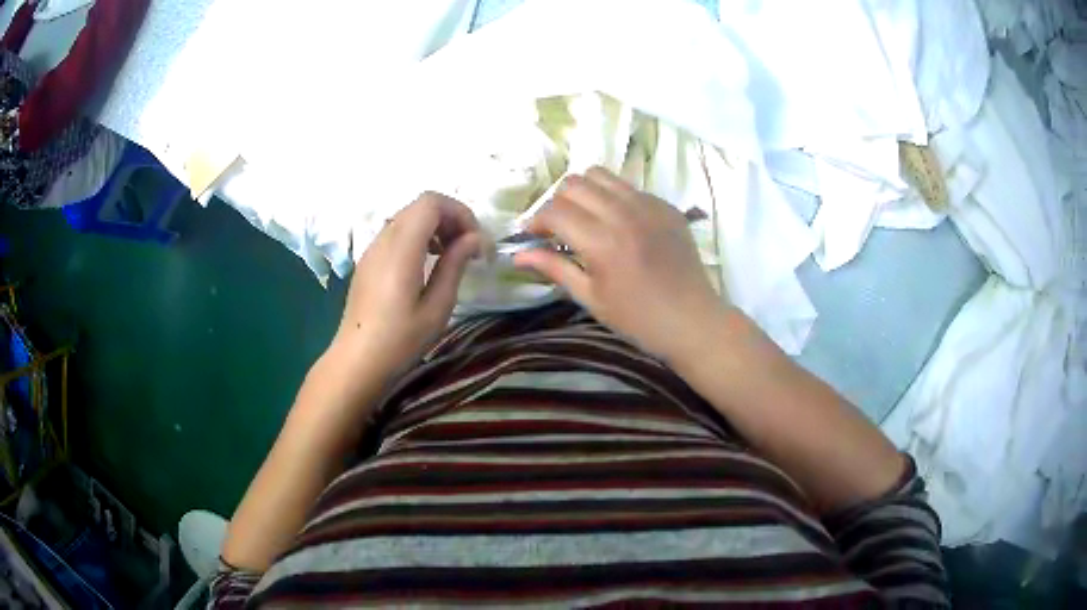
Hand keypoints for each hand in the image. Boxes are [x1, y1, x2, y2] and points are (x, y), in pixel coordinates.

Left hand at [330, 192, 482, 377]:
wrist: (357, 361)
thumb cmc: (400, 340)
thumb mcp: (437, 307)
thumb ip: (455, 265)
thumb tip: (475, 239)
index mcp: (402, 248)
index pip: (431, 202)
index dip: (459, 212)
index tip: (476, 241)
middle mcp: (384, 240)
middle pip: (420, 205)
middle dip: (450, 218)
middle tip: (468, 249)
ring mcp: (372, 249)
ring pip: (408, 217)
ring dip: (434, 227)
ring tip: (450, 257)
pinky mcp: (368, 261)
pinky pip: (396, 233)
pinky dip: (418, 237)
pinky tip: (427, 266)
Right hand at [514, 167, 725, 362]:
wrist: (691, 320)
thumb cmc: (637, 319)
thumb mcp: (590, 298)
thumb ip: (554, 268)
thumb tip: (517, 254)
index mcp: (602, 242)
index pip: (555, 210)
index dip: (536, 221)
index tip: (534, 236)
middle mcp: (623, 214)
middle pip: (574, 183)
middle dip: (557, 202)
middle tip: (559, 228)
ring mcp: (648, 206)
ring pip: (601, 175)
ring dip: (584, 192)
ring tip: (586, 217)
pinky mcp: (665, 206)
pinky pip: (629, 187)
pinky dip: (613, 198)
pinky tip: (618, 224)